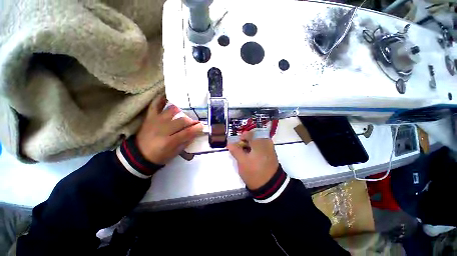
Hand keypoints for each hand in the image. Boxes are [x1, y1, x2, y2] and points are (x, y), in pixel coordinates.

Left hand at [136, 97, 202, 164]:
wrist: (139, 155)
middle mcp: (162, 129)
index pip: (187, 132)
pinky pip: (155, 105)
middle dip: (191, 121)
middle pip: (181, 121)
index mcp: (168, 142)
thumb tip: (195, 133)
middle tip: (194, 122)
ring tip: (184, 114)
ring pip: (171, 110)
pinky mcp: (150, 117)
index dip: (196, 128)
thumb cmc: (159, 156)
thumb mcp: (175, 153)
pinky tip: (168, 97)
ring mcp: (155, 121)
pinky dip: (161, 99)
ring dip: (181, 111)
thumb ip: (186, 142)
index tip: (202, 126)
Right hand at [227, 131, 278, 189]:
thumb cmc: (254, 172)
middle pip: (253, 136)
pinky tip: (252, 155)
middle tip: (240, 149)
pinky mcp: (271, 153)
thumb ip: (235, 150)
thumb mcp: (242, 162)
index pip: (248, 133)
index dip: (240, 138)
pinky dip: (255, 148)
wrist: (271, 186)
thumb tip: (229, 143)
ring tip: (246, 153)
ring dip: (250, 145)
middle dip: (245, 141)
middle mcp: (266, 142)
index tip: (236, 144)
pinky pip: (262, 145)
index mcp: (259, 142)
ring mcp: (270, 147)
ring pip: (257, 141)